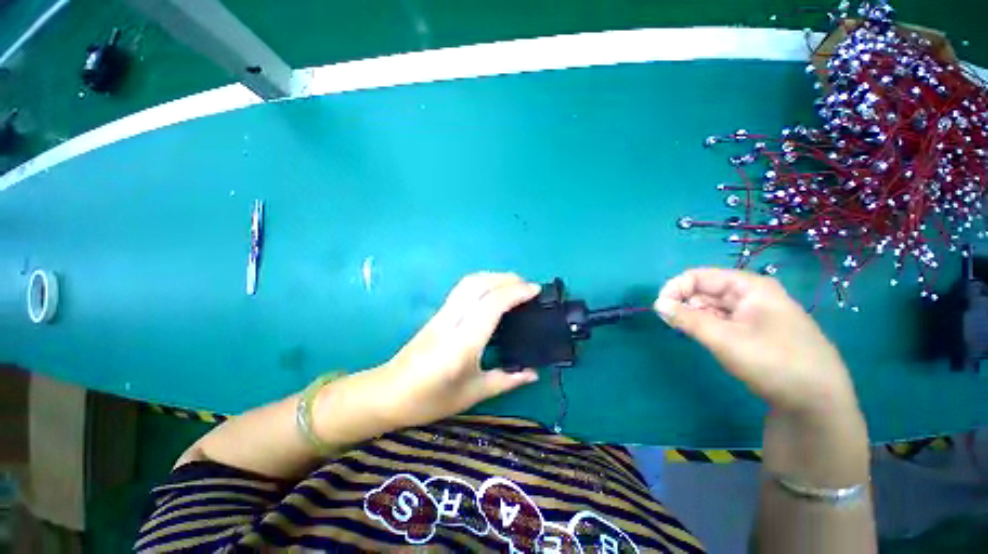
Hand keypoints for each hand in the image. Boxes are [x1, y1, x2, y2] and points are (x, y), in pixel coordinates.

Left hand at [374, 272, 541, 427]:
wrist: (387, 393)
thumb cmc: (430, 400)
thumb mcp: (473, 393)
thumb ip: (506, 380)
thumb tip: (534, 373)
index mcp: (462, 344)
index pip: (491, 305)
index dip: (515, 292)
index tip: (535, 290)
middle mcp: (451, 322)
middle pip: (479, 284)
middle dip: (506, 279)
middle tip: (528, 286)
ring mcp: (442, 314)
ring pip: (468, 282)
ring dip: (493, 277)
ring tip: (513, 285)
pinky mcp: (437, 313)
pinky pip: (462, 289)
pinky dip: (482, 282)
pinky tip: (492, 292)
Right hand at [654, 268, 857, 415]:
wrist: (818, 402)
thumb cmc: (773, 362)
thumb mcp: (725, 339)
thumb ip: (688, 319)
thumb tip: (657, 304)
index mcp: (749, 287)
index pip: (700, 276)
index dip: (676, 288)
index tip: (660, 309)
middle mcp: (752, 294)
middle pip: (706, 290)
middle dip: (684, 303)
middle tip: (670, 323)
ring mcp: (755, 313)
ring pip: (712, 306)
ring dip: (694, 315)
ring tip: (685, 331)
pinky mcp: (755, 330)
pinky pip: (723, 320)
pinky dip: (707, 325)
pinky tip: (703, 337)